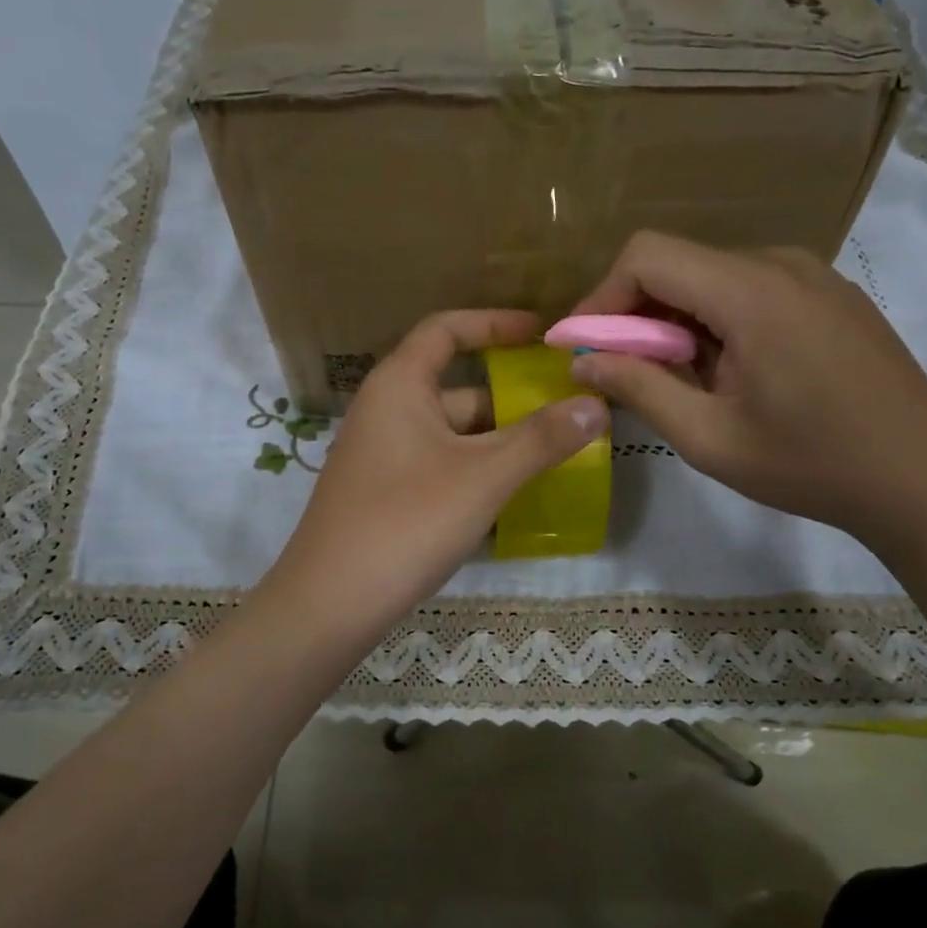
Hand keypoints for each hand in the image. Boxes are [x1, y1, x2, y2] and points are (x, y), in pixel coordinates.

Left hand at [265, 310, 606, 638]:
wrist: (330, 603)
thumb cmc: (407, 521)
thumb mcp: (484, 476)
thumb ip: (541, 439)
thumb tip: (596, 405)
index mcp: (400, 385)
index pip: (447, 329)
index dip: (496, 323)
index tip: (542, 334)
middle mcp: (386, 410)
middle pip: (458, 387)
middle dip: (512, 399)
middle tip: (568, 412)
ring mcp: (383, 455)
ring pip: (452, 434)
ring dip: (499, 441)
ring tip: (555, 454)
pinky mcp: (385, 494)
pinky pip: (440, 465)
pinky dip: (476, 470)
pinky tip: (512, 496)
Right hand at [567, 232, 926, 560]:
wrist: (924, 479)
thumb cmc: (811, 465)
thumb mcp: (709, 437)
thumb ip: (639, 388)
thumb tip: (583, 361)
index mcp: (750, 292)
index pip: (647, 255)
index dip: (601, 297)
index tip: (582, 348)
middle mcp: (781, 264)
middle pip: (679, 264)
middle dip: (636, 315)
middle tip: (624, 374)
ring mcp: (813, 275)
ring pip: (712, 277)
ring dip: (676, 322)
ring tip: (680, 383)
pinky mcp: (829, 295)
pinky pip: (750, 290)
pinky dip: (716, 322)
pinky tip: (729, 374)